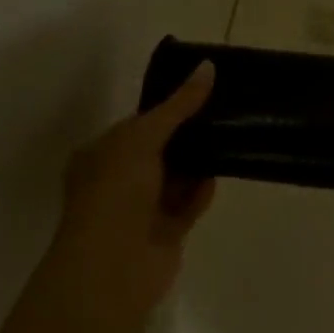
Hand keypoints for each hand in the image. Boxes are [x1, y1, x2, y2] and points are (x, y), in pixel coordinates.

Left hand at [43, 62, 216, 330]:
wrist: (113, 266)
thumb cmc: (116, 192)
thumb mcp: (144, 137)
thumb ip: (178, 106)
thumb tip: (208, 66)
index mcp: (101, 154)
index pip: (138, 123)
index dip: (168, 107)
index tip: (203, 89)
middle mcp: (118, 180)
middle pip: (161, 149)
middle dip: (189, 134)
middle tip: (226, 110)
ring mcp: (141, 209)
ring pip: (177, 177)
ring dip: (199, 162)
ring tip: (232, 136)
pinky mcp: (165, 232)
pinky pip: (188, 204)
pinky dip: (202, 192)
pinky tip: (220, 175)